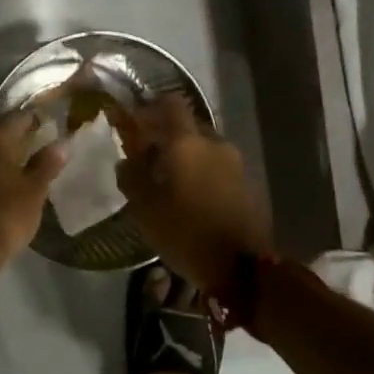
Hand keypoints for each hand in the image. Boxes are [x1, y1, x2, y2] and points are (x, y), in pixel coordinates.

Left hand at [0, 112, 65, 271]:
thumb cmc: (4, 216)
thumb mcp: (33, 190)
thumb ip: (46, 164)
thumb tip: (60, 144)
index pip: (18, 118)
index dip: (35, 120)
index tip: (50, 125)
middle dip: (16, 135)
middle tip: (37, 143)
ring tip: (21, 163)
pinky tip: (0, 181)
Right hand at [113, 94, 271, 298]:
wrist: (242, 268)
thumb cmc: (185, 233)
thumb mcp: (145, 209)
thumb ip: (131, 177)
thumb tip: (126, 161)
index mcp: (187, 143)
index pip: (170, 104)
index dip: (150, 108)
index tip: (134, 122)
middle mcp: (214, 144)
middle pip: (187, 125)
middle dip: (166, 134)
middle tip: (146, 155)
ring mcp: (235, 163)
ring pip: (204, 147)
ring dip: (185, 155)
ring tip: (167, 180)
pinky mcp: (247, 183)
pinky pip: (217, 166)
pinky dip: (200, 171)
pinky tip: (189, 195)